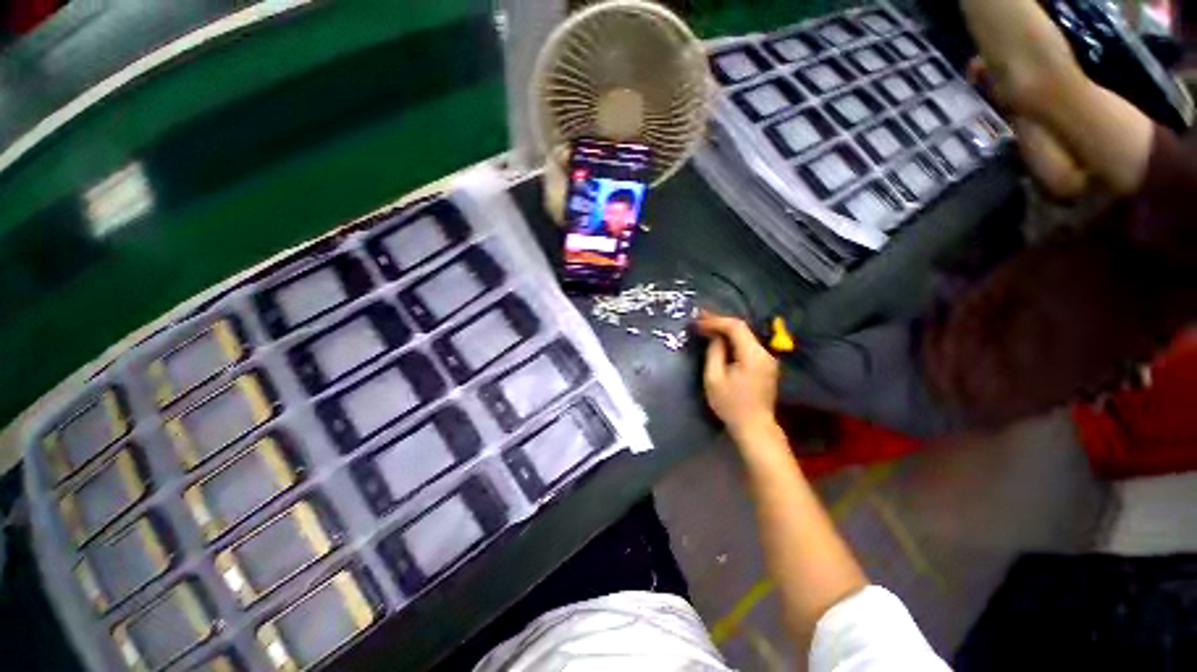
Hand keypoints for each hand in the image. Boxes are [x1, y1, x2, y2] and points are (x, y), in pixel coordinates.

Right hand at [696, 311, 779, 439]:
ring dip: (725, 330)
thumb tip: (714, 336)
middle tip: (699, 319)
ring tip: (706, 327)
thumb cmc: (731, 405)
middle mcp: (764, 353)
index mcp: (753, 355)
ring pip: (745, 336)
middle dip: (719, 322)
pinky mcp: (765, 366)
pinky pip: (747, 345)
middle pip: (742, 329)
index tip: (697, 320)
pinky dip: (733, 340)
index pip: (735, 327)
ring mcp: (767, 359)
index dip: (715, 320)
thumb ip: (714, 353)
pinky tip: (720, 341)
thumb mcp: (714, 379)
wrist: (754, 427)